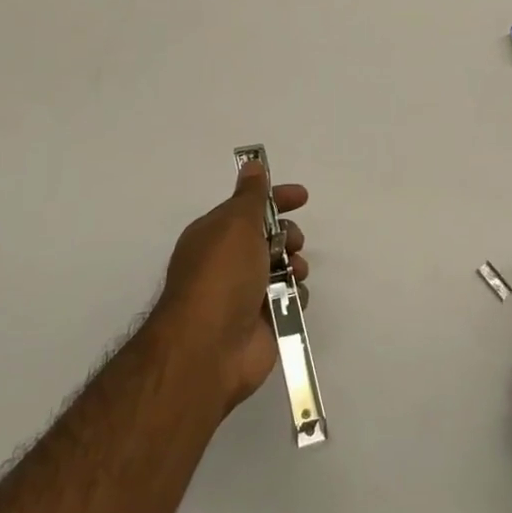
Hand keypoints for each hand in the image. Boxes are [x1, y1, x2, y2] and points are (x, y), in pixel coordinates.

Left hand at [154, 161, 308, 414]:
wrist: (209, 348)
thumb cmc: (221, 276)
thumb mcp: (236, 223)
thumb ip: (251, 195)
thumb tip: (251, 164)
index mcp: (215, 235)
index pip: (249, 207)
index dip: (276, 198)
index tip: (302, 197)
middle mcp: (228, 262)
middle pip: (268, 237)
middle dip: (287, 235)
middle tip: (292, 242)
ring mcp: (245, 294)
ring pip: (282, 268)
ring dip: (294, 264)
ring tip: (292, 272)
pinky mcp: (263, 322)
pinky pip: (289, 299)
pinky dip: (294, 295)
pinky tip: (290, 298)